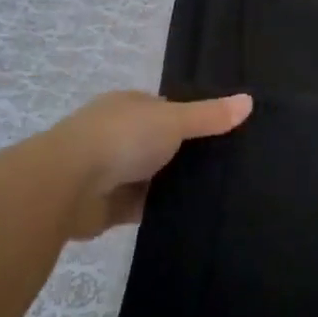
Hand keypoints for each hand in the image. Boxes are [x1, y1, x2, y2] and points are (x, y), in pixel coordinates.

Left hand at [46, 90, 252, 239]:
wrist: (67, 186)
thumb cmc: (122, 139)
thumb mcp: (173, 120)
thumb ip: (210, 116)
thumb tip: (250, 100)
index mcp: (129, 105)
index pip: (168, 109)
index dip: (195, 119)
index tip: (227, 133)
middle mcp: (120, 134)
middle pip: (162, 144)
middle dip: (187, 155)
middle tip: (232, 167)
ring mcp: (112, 170)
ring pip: (155, 177)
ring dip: (174, 184)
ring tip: (221, 193)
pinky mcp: (110, 206)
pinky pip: (145, 206)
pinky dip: (163, 210)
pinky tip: (194, 216)